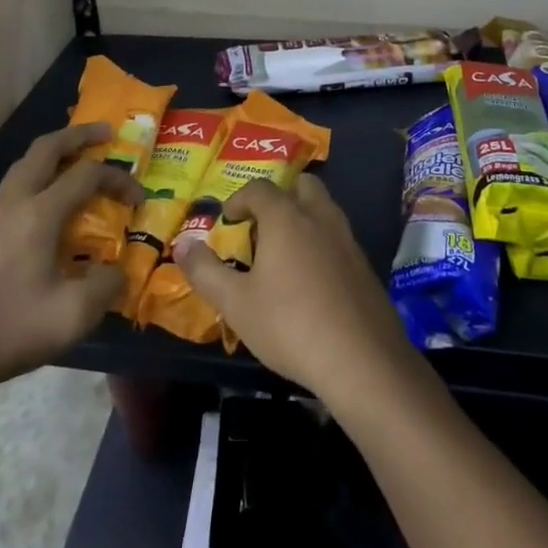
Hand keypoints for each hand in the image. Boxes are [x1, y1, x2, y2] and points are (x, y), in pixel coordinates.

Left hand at [0, 123, 140, 408]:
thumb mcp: (72, 316)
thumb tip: (117, 271)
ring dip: (55, 151)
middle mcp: (15, 202)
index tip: (140, 199)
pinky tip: (47, 200)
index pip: (87, 174)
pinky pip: (15, 184)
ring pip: (25, 163)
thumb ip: (105, 286)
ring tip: (78, 158)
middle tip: (106, 133)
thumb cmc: (7, 330)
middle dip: (79, 134)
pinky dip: (38, 174)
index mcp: (39, 213)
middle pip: (47, 148)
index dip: (119, 179)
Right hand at [181, 173, 418, 409]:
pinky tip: (312, 281)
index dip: (240, 199)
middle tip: (262, 225)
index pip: (260, 188)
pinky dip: (322, 244)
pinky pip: (339, 239)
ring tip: (285, 252)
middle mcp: (320, 218)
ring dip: (304, 218)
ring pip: (325, 210)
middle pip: (302, 186)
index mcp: (286, 218)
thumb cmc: (290, 325)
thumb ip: (205, 271)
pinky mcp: (366, 267)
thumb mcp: (236, 303)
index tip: (228, 219)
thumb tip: (181, 244)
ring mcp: (348, 241)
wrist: (363, 361)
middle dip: (281, 197)